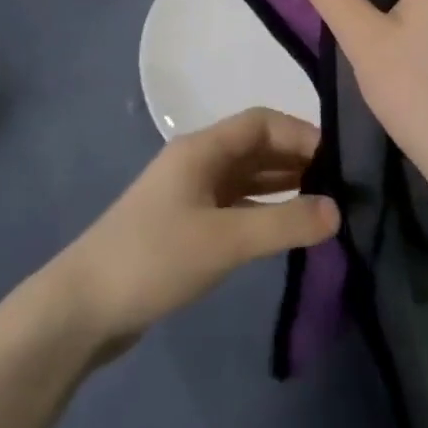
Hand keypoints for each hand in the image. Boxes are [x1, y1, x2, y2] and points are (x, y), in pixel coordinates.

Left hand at [47, 108, 339, 353]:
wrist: (85, 305)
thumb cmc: (155, 258)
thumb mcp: (224, 240)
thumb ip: (283, 222)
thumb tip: (338, 210)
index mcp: (202, 149)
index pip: (261, 122)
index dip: (301, 134)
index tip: (341, 161)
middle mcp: (197, 161)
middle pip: (255, 147)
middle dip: (297, 160)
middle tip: (342, 188)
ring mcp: (189, 193)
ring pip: (246, 177)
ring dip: (282, 186)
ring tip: (325, 207)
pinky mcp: (186, 224)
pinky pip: (235, 205)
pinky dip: (262, 210)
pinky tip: (286, 229)